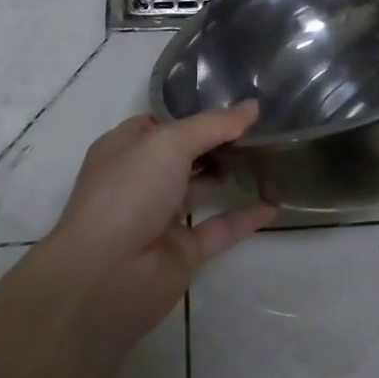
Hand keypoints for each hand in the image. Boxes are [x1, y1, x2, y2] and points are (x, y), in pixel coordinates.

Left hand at [42, 104, 275, 337]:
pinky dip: (244, 217)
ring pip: (202, 188)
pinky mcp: (182, 251)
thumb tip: (253, 106)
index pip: (163, 122)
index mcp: (126, 148)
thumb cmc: (128, 192)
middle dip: (218, 140)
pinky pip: (219, 228)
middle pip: (186, 153)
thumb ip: (213, 125)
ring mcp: (161, 216)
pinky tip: (273, 204)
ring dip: (231, 173)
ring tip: (270, 154)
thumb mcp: (168, 143)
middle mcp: (142, 179)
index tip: (235, 101)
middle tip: (261, 124)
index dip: (195, 111)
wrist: (105, 277)